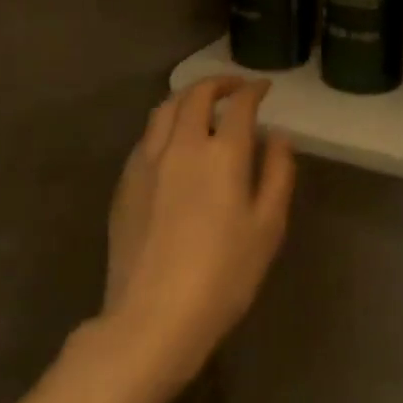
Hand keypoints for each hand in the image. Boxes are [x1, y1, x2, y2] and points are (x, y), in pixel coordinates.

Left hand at [100, 76, 295, 393]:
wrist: (152, 320)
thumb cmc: (224, 276)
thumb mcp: (268, 227)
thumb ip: (278, 173)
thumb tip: (278, 137)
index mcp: (223, 153)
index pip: (239, 103)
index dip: (254, 89)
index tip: (264, 88)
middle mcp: (182, 146)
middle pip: (196, 95)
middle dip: (219, 83)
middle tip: (236, 87)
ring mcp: (147, 163)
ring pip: (164, 109)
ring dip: (187, 97)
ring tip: (202, 105)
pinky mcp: (125, 184)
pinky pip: (146, 137)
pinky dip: (165, 125)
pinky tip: (173, 142)